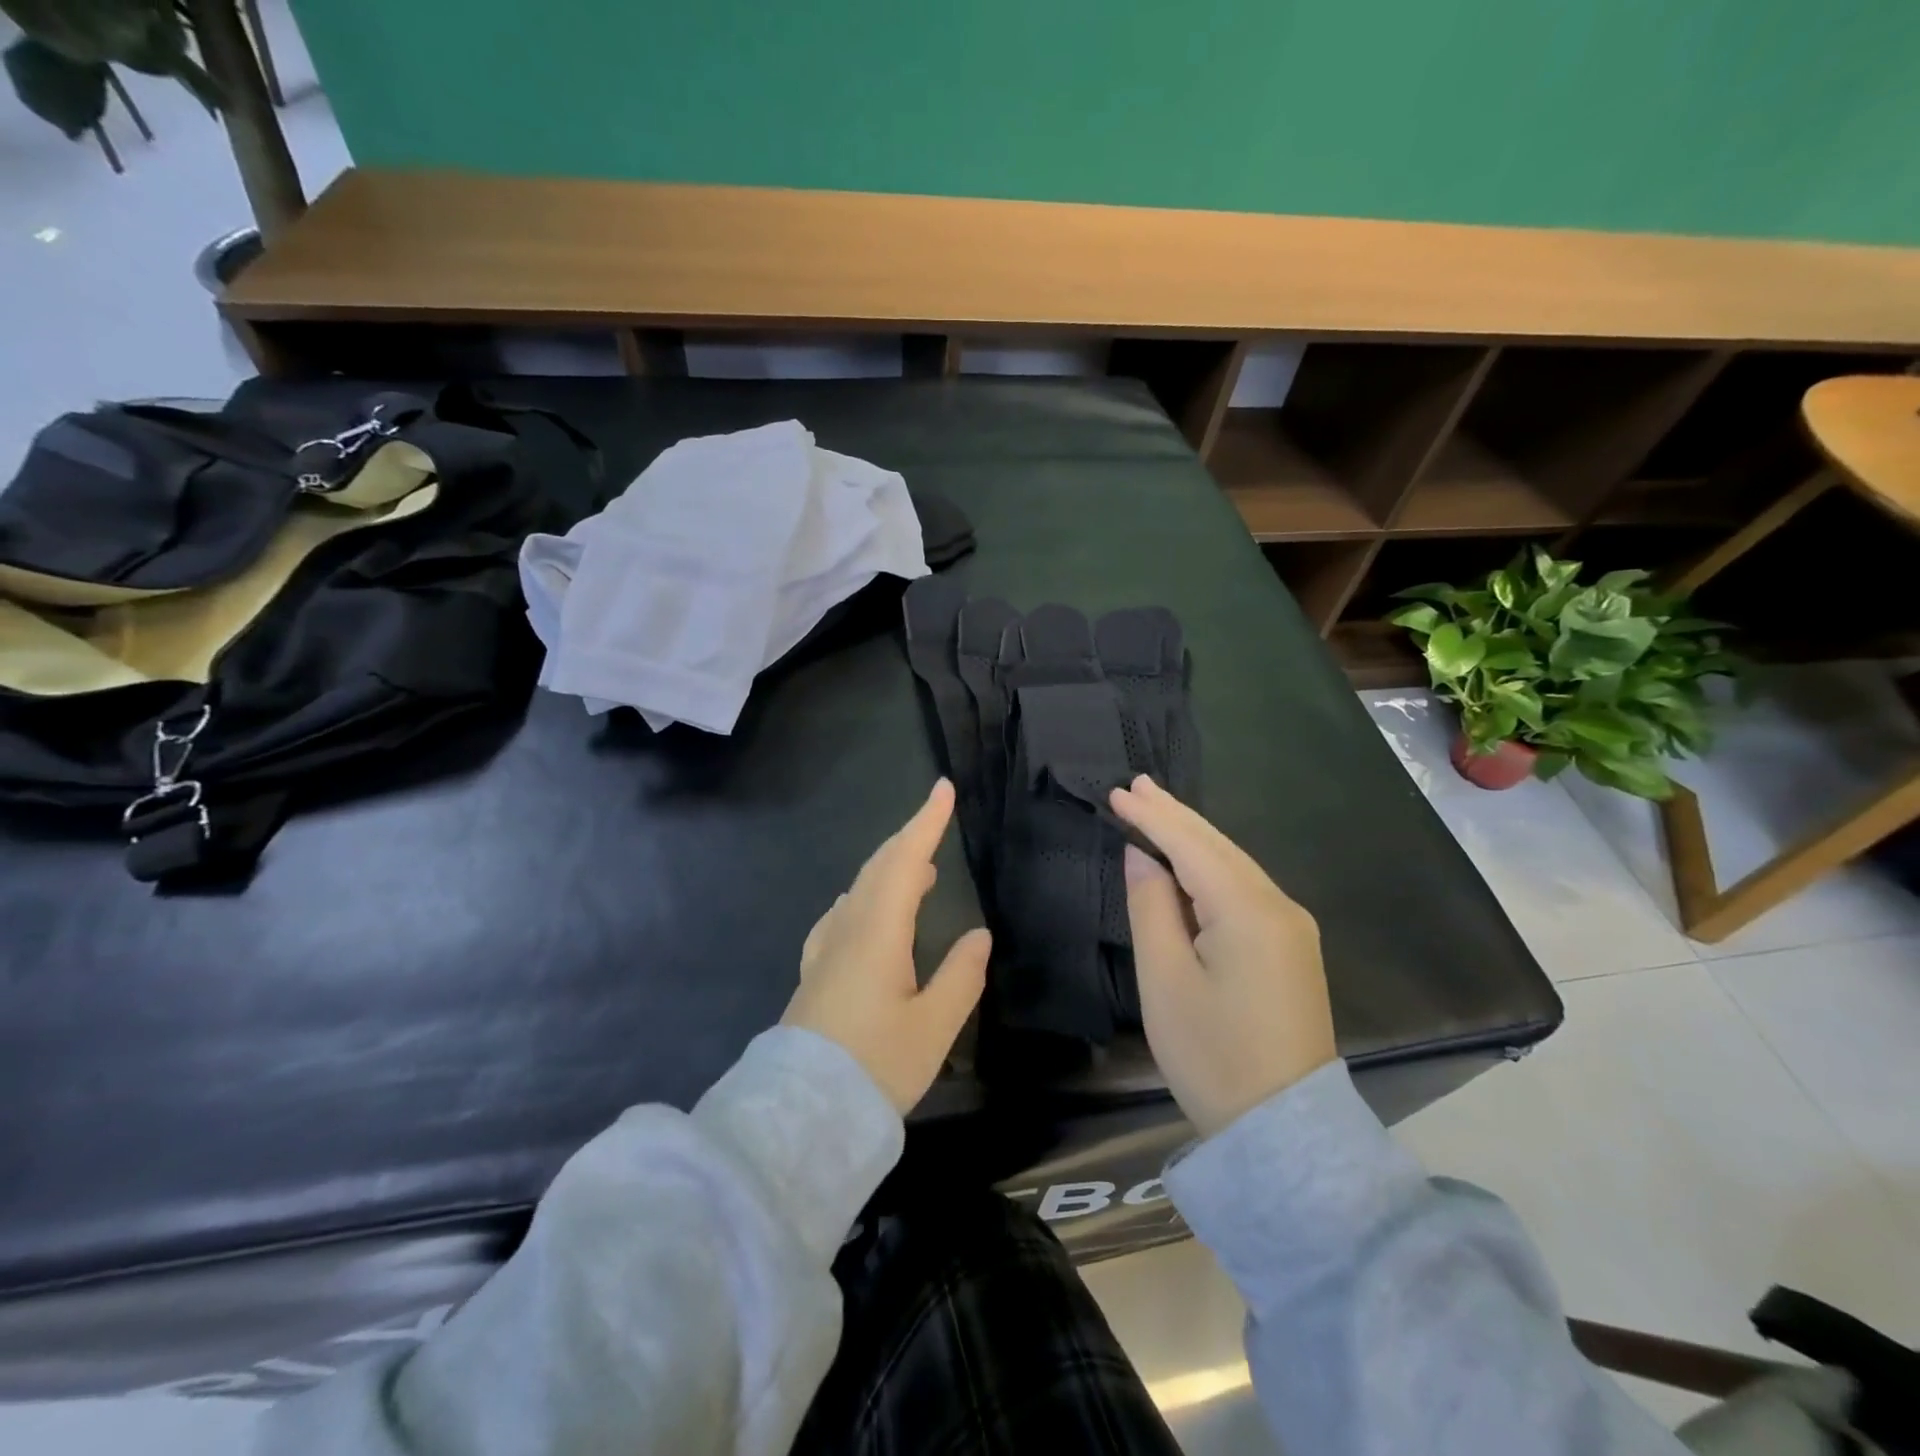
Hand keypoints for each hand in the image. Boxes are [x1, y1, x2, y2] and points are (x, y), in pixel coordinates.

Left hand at [782, 779, 991, 1113]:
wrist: (799, 1115)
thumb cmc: (874, 1067)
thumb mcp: (933, 1027)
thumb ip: (960, 977)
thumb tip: (978, 935)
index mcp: (878, 932)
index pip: (905, 860)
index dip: (926, 822)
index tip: (943, 789)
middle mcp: (848, 929)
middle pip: (878, 868)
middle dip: (908, 838)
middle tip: (935, 821)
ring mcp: (826, 950)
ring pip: (860, 890)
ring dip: (889, 868)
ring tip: (919, 869)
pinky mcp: (816, 973)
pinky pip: (844, 915)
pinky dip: (867, 897)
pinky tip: (868, 913)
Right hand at [1110, 775, 1336, 1137]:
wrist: (1283, 1129)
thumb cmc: (1212, 1055)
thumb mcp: (1165, 979)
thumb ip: (1150, 906)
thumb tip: (1141, 856)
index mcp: (1248, 911)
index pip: (1191, 845)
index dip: (1152, 816)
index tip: (1118, 791)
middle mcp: (1279, 906)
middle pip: (1218, 846)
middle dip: (1175, 815)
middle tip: (1135, 785)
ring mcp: (1291, 927)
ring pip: (1233, 864)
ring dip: (1192, 836)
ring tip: (1155, 808)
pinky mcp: (1291, 947)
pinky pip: (1244, 889)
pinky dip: (1210, 866)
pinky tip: (1189, 858)